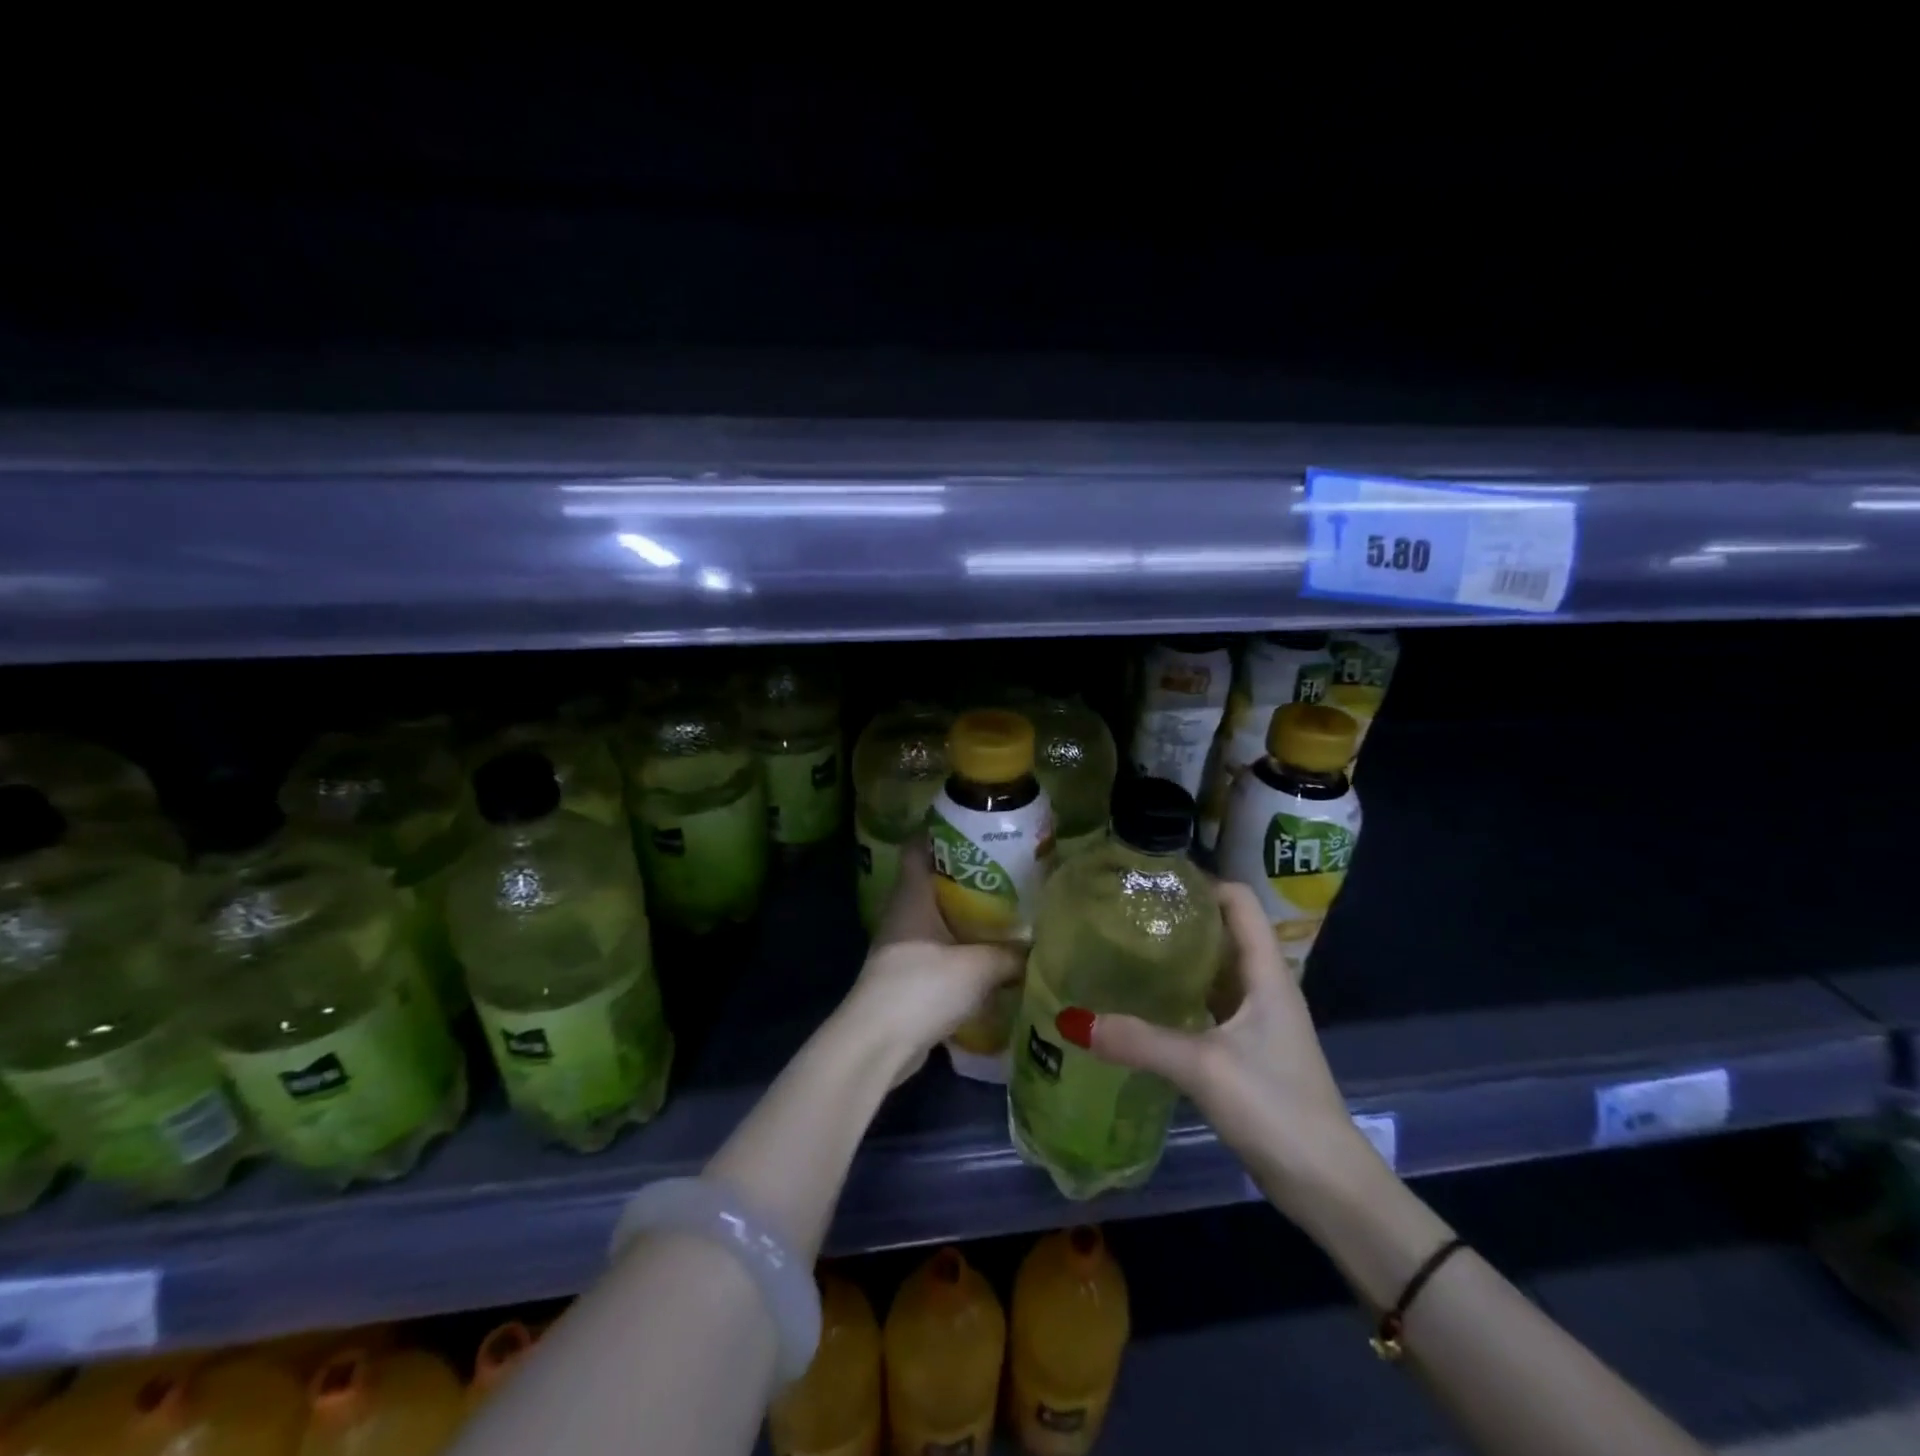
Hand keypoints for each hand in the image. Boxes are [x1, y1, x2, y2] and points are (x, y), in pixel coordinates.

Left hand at [836, 838, 1023, 1082]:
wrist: (879, 1044)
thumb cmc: (923, 986)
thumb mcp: (978, 966)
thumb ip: (1012, 954)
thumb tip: (1041, 946)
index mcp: (912, 895)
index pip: (918, 847)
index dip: (941, 831)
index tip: (974, 825)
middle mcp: (903, 913)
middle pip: (933, 881)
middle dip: (967, 875)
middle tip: (1007, 871)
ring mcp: (902, 946)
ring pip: (937, 918)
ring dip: (965, 916)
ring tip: (1006, 911)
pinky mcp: (907, 977)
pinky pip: (939, 950)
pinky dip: (961, 949)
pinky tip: (990, 956)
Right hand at [1060, 881, 1373, 1211]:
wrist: (1326, 1184)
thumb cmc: (1276, 1107)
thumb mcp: (1204, 1068)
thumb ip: (1140, 1041)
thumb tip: (1073, 1020)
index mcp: (1266, 973)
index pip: (1239, 902)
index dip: (1202, 883)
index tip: (1152, 880)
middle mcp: (1263, 987)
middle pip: (1223, 932)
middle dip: (1179, 918)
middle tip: (1124, 912)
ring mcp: (1256, 1020)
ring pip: (1213, 971)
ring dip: (1177, 959)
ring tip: (1125, 948)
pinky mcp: (1246, 1050)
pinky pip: (1208, 1006)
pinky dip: (1179, 996)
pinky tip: (1143, 1003)